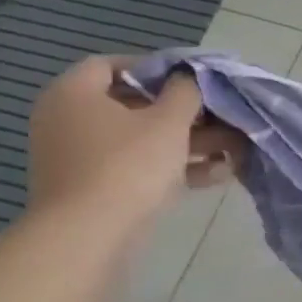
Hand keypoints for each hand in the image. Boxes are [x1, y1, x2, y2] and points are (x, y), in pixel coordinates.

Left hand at [27, 57, 245, 224]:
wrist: (88, 237)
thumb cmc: (127, 165)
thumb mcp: (168, 120)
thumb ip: (185, 91)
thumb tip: (188, 76)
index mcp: (74, 94)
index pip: (111, 65)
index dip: (155, 67)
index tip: (191, 79)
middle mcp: (69, 121)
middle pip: (133, 105)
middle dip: (183, 111)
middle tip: (220, 115)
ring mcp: (79, 158)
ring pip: (141, 139)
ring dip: (188, 141)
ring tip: (232, 148)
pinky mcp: (93, 189)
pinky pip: (136, 167)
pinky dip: (172, 167)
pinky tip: (217, 174)